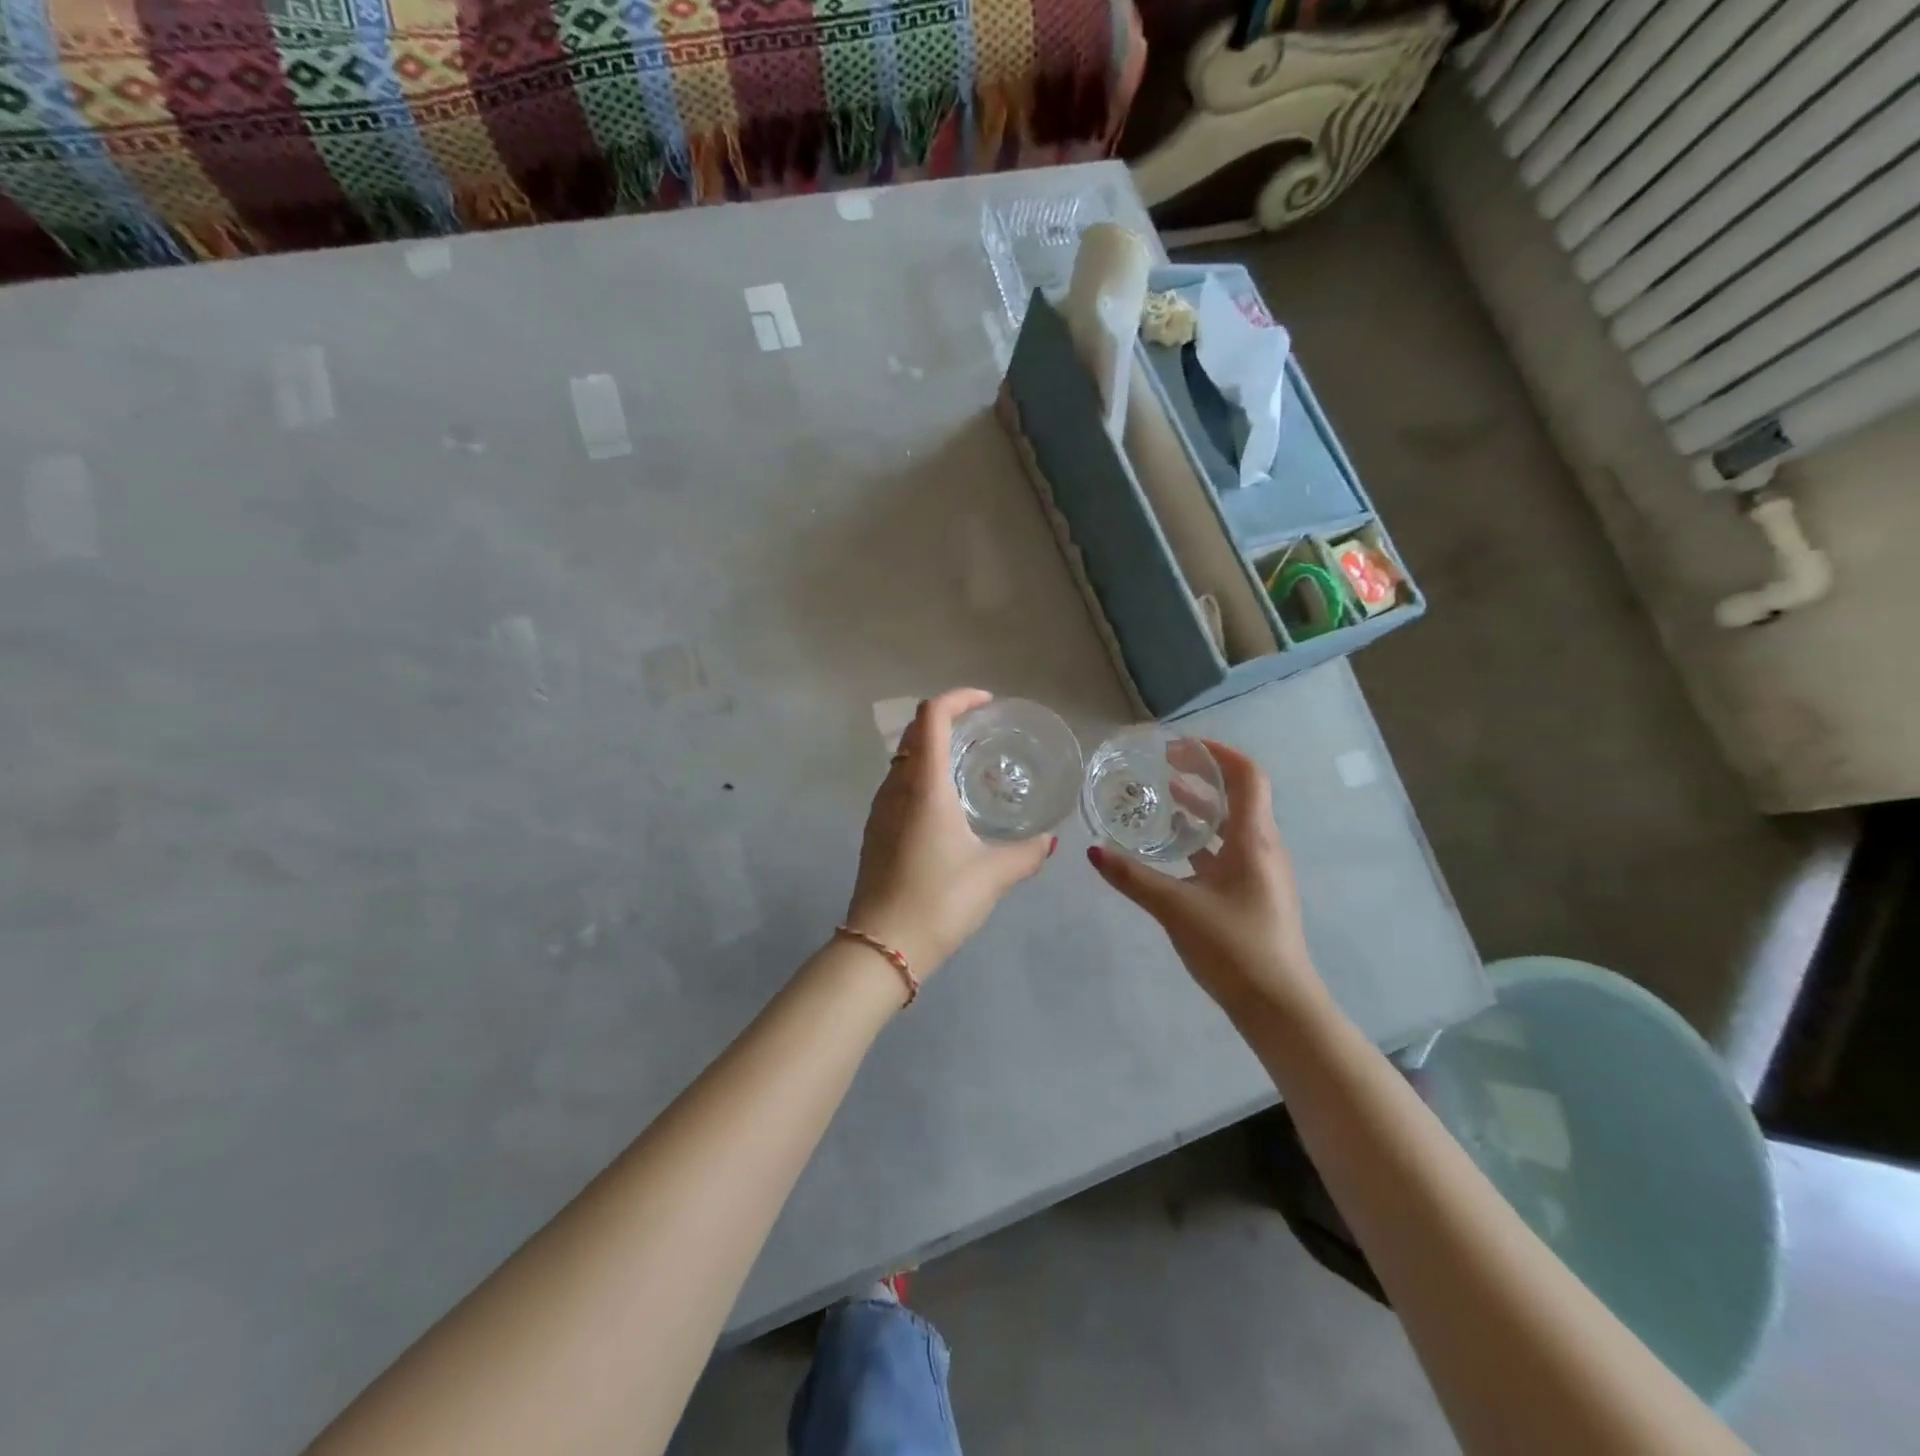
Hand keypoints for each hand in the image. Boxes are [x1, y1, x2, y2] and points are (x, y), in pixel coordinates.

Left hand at [845, 689, 1056, 978]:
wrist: (882, 945)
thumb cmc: (939, 900)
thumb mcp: (993, 875)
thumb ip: (1026, 853)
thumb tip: (1050, 840)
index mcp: (924, 785)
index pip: (931, 717)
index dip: (958, 699)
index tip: (986, 703)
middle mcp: (896, 788)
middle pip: (913, 732)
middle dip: (946, 719)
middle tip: (981, 729)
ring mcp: (880, 810)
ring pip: (902, 759)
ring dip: (931, 749)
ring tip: (967, 765)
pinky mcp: (874, 832)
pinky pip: (898, 786)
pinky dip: (921, 777)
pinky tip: (946, 806)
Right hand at [1087, 740, 1322, 1019]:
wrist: (1279, 1007)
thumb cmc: (1234, 948)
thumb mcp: (1176, 908)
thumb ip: (1132, 878)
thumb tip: (1092, 851)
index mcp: (1254, 839)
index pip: (1247, 776)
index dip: (1216, 753)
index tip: (1180, 748)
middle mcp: (1263, 847)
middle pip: (1239, 795)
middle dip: (1203, 776)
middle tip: (1164, 767)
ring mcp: (1262, 872)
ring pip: (1233, 824)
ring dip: (1202, 807)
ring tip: (1166, 798)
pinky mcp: (1255, 894)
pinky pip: (1230, 851)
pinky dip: (1204, 838)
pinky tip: (1176, 849)